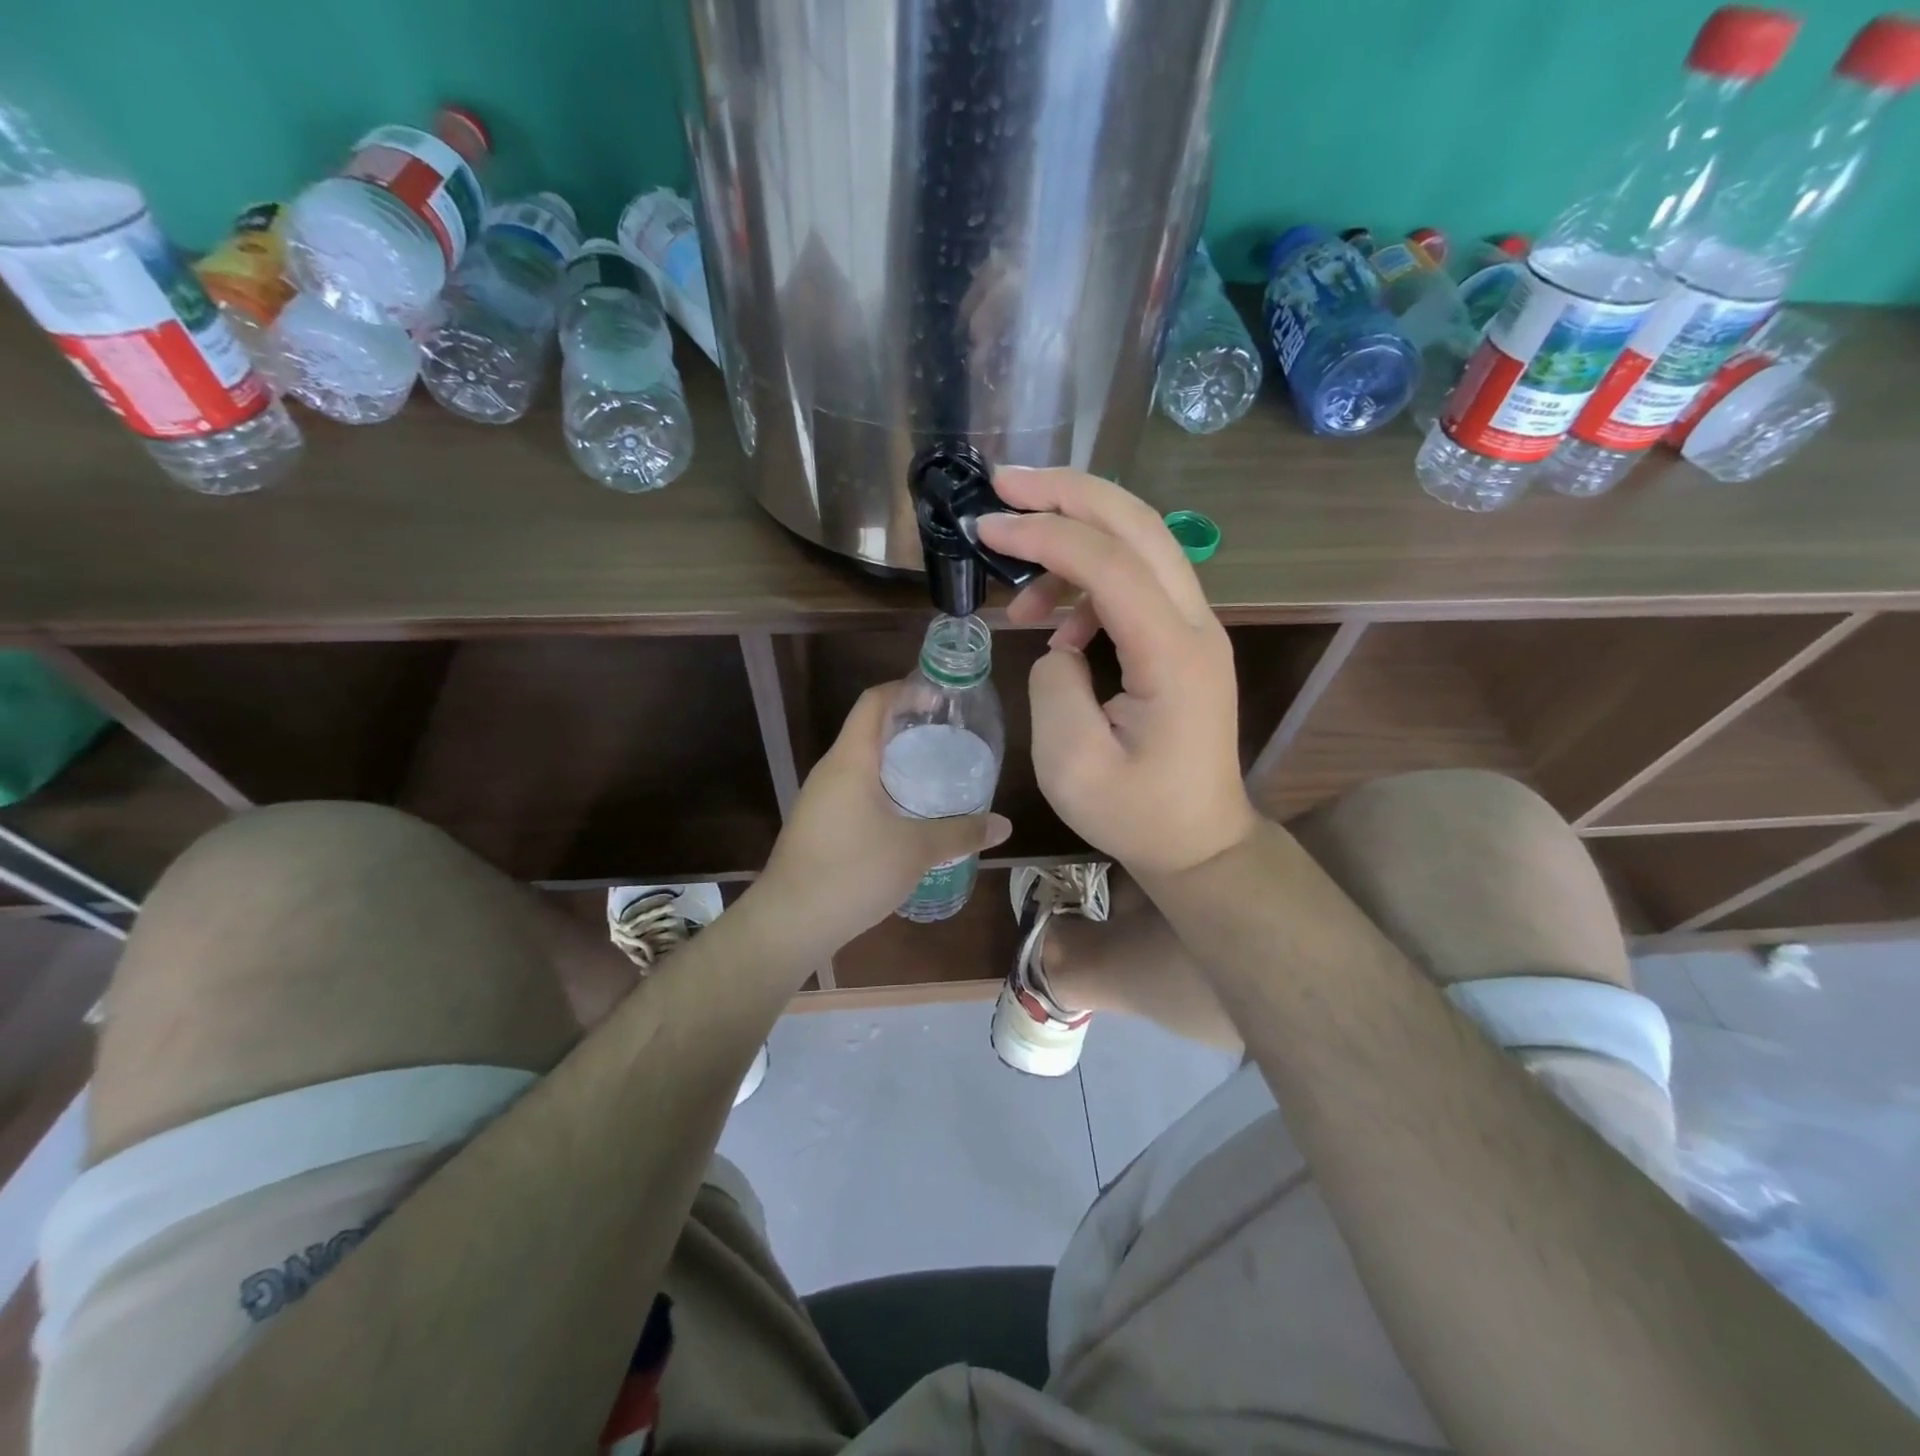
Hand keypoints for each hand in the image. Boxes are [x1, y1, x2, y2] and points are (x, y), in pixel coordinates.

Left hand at [752, 685, 1011, 956]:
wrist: (789, 921)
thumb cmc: (853, 871)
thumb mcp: (915, 850)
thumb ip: (961, 833)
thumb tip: (1004, 826)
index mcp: (851, 759)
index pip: (875, 701)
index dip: (906, 689)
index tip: (941, 699)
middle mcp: (831, 770)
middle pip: (869, 728)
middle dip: (908, 725)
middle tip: (949, 736)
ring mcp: (820, 798)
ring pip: (861, 762)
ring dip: (895, 759)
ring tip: (935, 772)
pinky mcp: (818, 823)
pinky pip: (854, 788)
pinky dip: (883, 786)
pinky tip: (907, 812)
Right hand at [975, 468, 1256, 880]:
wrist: (1198, 842)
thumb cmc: (1136, 815)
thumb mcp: (1072, 764)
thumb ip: (1054, 685)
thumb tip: (1059, 643)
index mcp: (1172, 654)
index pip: (1108, 562)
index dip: (1043, 533)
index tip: (985, 526)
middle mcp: (1195, 624)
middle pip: (1138, 523)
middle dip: (1067, 492)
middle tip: (1004, 482)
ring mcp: (1193, 627)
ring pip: (1138, 544)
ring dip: (1072, 542)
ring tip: (1017, 592)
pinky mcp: (1180, 639)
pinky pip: (1134, 583)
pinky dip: (1087, 584)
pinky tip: (1056, 628)